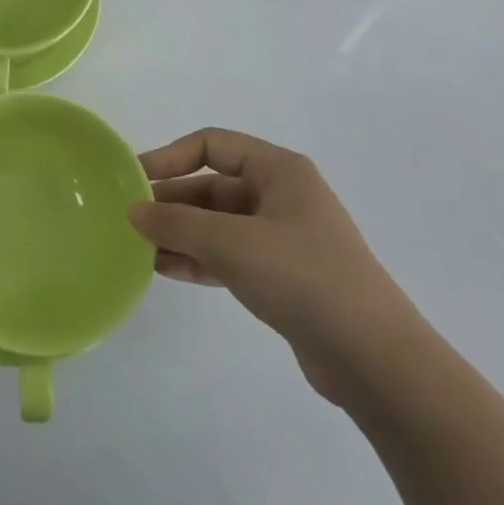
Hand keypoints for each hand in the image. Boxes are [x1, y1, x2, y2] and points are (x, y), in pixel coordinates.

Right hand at [130, 128, 419, 404]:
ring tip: (138, 248)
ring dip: (179, 233)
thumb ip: (176, 222)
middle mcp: (281, 196)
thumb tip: (133, 210)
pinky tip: (164, 270)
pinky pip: (227, 255)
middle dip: (170, 201)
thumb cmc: (303, 278)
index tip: (133, 179)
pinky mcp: (281, 275)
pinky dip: (197, 258)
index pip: (212, 145)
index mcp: (279, 171)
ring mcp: (282, 238)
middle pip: (211, 186)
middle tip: (128, 220)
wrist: (374, 359)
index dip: (169, 156)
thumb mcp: (231, 242)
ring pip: (217, 224)